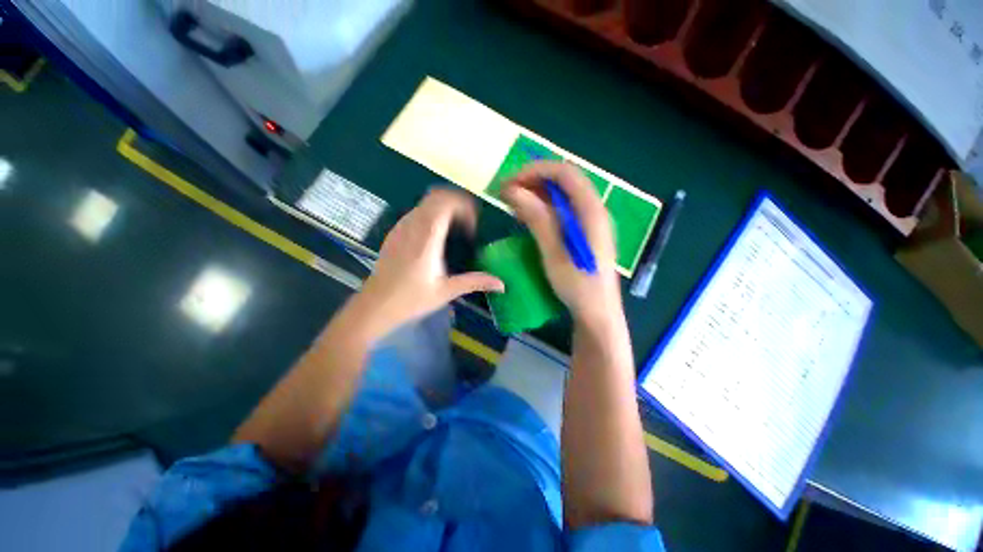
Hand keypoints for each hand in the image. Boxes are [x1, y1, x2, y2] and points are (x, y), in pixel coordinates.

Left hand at [349, 188, 503, 339]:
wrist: (375, 306)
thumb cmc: (411, 300)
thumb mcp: (446, 291)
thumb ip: (475, 282)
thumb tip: (502, 284)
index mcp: (427, 238)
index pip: (445, 202)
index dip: (464, 205)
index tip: (473, 225)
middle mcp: (412, 226)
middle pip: (436, 196)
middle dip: (457, 203)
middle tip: (469, 224)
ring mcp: (401, 227)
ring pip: (425, 202)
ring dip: (444, 208)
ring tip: (456, 229)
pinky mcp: (395, 232)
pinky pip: (416, 211)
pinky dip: (432, 214)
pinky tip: (437, 236)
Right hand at [502, 162, 622, 326]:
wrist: (597, 313)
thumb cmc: (577, 286)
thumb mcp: (554, 253)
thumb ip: (538, 220)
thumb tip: (514, 191)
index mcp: (591, 211)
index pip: (565, 173)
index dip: (535, 171)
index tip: (510, 182)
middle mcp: (594, 210)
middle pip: (563, 181)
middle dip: (533, 181)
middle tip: (507, 193)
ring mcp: (591, 221)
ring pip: (562, 195)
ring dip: (536, 194)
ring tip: (513, 203)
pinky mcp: (584, 232)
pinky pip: (562, 210)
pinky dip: (543, 208)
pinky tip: (528, 217)